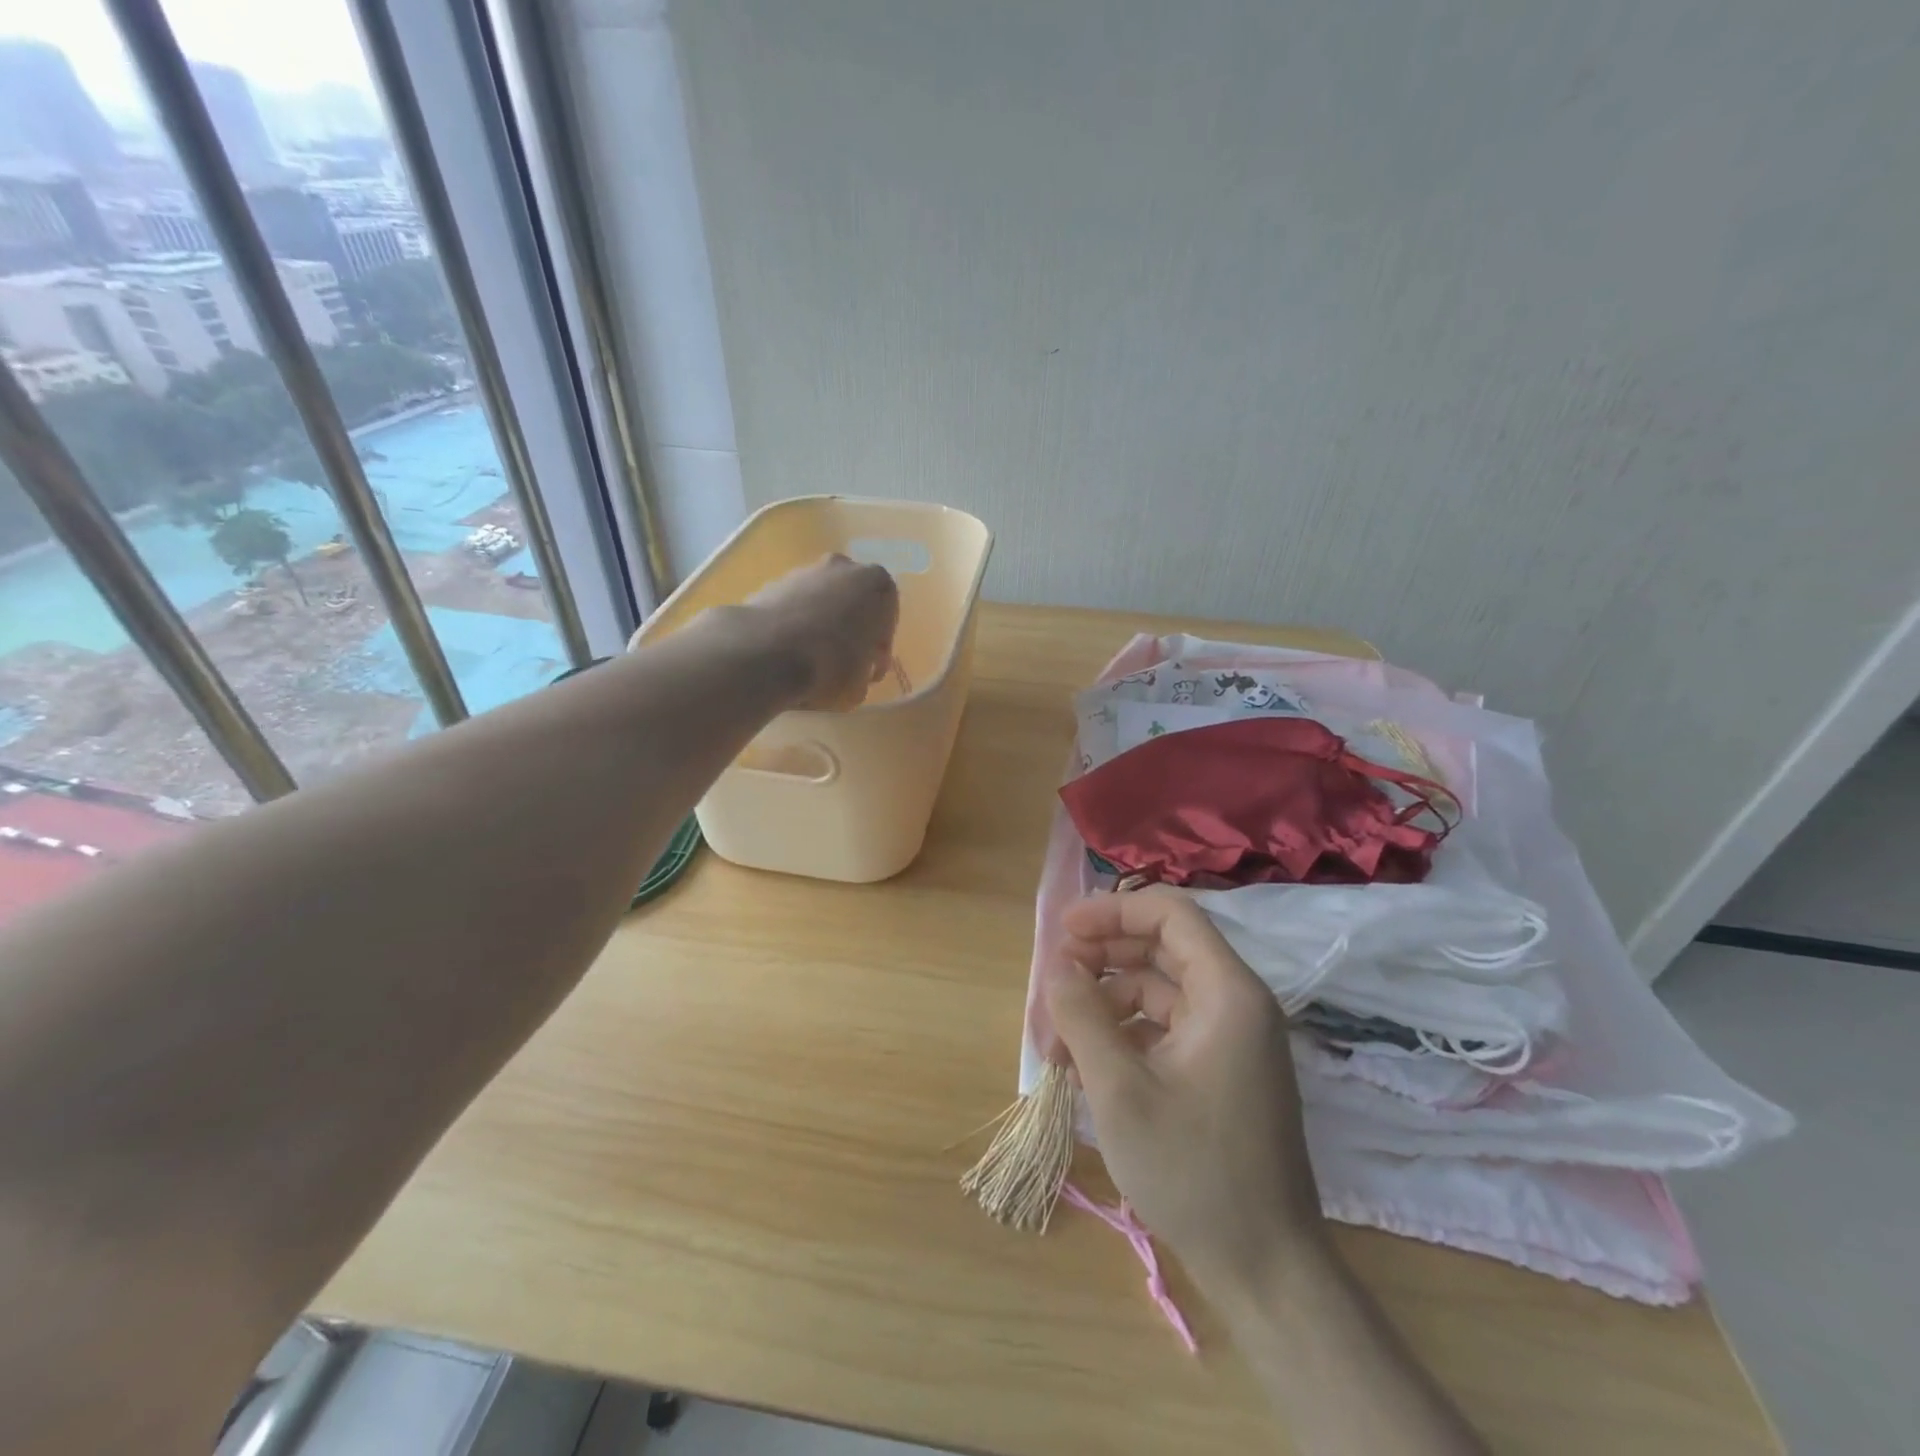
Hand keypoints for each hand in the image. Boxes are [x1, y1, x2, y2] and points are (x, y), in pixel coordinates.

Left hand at [717, 554, 899, 710]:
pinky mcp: (771, 582)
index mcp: (877, 585)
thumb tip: (856, 672)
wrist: (767, 653)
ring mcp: (804, 571)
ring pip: (822, 601)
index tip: (870, 672)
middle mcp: (844, 568)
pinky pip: (793, 607)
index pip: (887, 619)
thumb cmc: (831, 666)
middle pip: (854, 602)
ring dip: (821, 625)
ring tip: (811, 660)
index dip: (879, 650)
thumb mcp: (861, 684)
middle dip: (851, 629)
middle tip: (845, 662)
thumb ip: (864, 672)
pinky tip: (788, 653)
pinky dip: (794, 625)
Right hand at [1044, 889, 1327, 1297]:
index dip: (1114, 911)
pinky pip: (1166, 1028)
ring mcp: (1232, 1039)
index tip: (1064, 930)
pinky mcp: (1221, 1070)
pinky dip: (1125, 1034)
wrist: (1265, 1269)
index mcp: (1228, 993)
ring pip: (1159, 991)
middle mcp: (1236, 1004)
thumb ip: (1082, 1015)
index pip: (1171, 915)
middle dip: (1103, 956)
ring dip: (1106, 1002)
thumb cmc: (1192, 1170)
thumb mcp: (1119, 1089)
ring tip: (1057, 1039)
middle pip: (1163, 949)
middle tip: (1054, 979)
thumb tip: (1056, 966)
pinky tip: (1086, 1064)